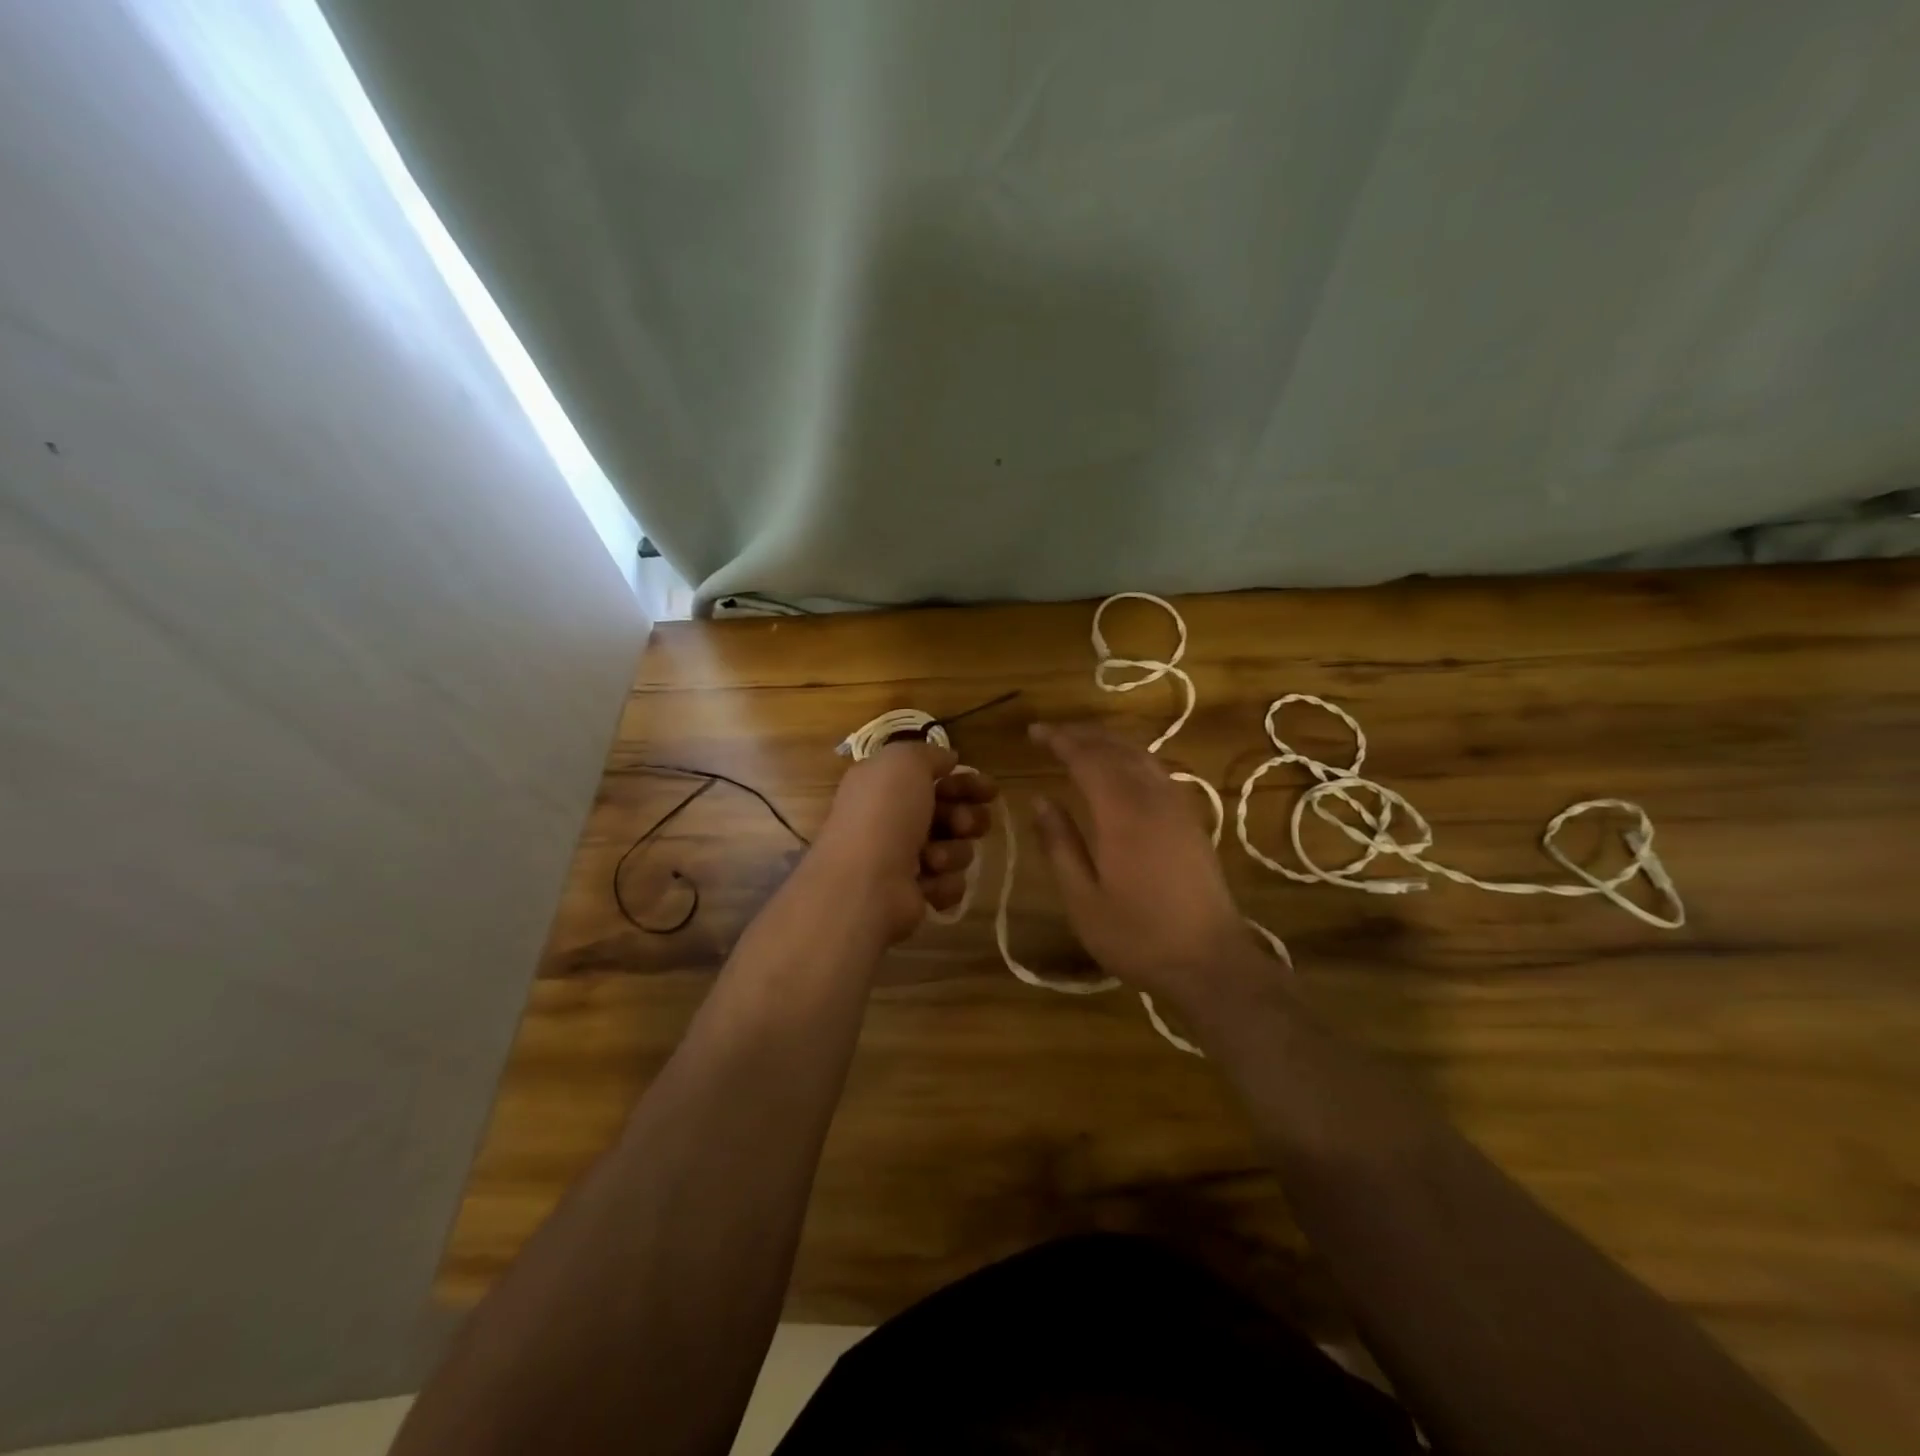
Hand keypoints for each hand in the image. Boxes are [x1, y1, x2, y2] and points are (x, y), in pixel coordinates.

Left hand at [812, 740, 997, 944]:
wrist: (865, 885)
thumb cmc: (884, 816)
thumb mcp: (904, 763)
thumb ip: (928, 754)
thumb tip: (947, 760)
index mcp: (885, 787)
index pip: (936, 779)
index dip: (966, 782)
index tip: (989, 789)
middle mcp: (893, 820)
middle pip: (952, 813)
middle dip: (967, 818)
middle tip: (963, 824)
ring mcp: (903, 861)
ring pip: (955, 849)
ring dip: (952, 852)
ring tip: (932, 859)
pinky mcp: (915, 895)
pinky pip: (950, 883)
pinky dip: (942, 883)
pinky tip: (926, 884)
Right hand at [1029, 722, 1267, 1011]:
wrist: (1210, 962)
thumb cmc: (1137, 936)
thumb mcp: (1082, 898)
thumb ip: (1059, 844)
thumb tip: (1040, 800)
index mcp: (1122, 814)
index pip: (1087, 758)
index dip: (1060, 740)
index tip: (1033, 732)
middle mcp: (1153, 799)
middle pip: (1116, 749)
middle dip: (1082, 735)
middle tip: (1051, 733)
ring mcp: (1178, 807)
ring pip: (1141, 756)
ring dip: (1109, 742)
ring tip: (1081, 743)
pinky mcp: (1192, 821)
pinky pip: (1157, 771)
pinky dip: (1132, 758)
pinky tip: (1122, 770)